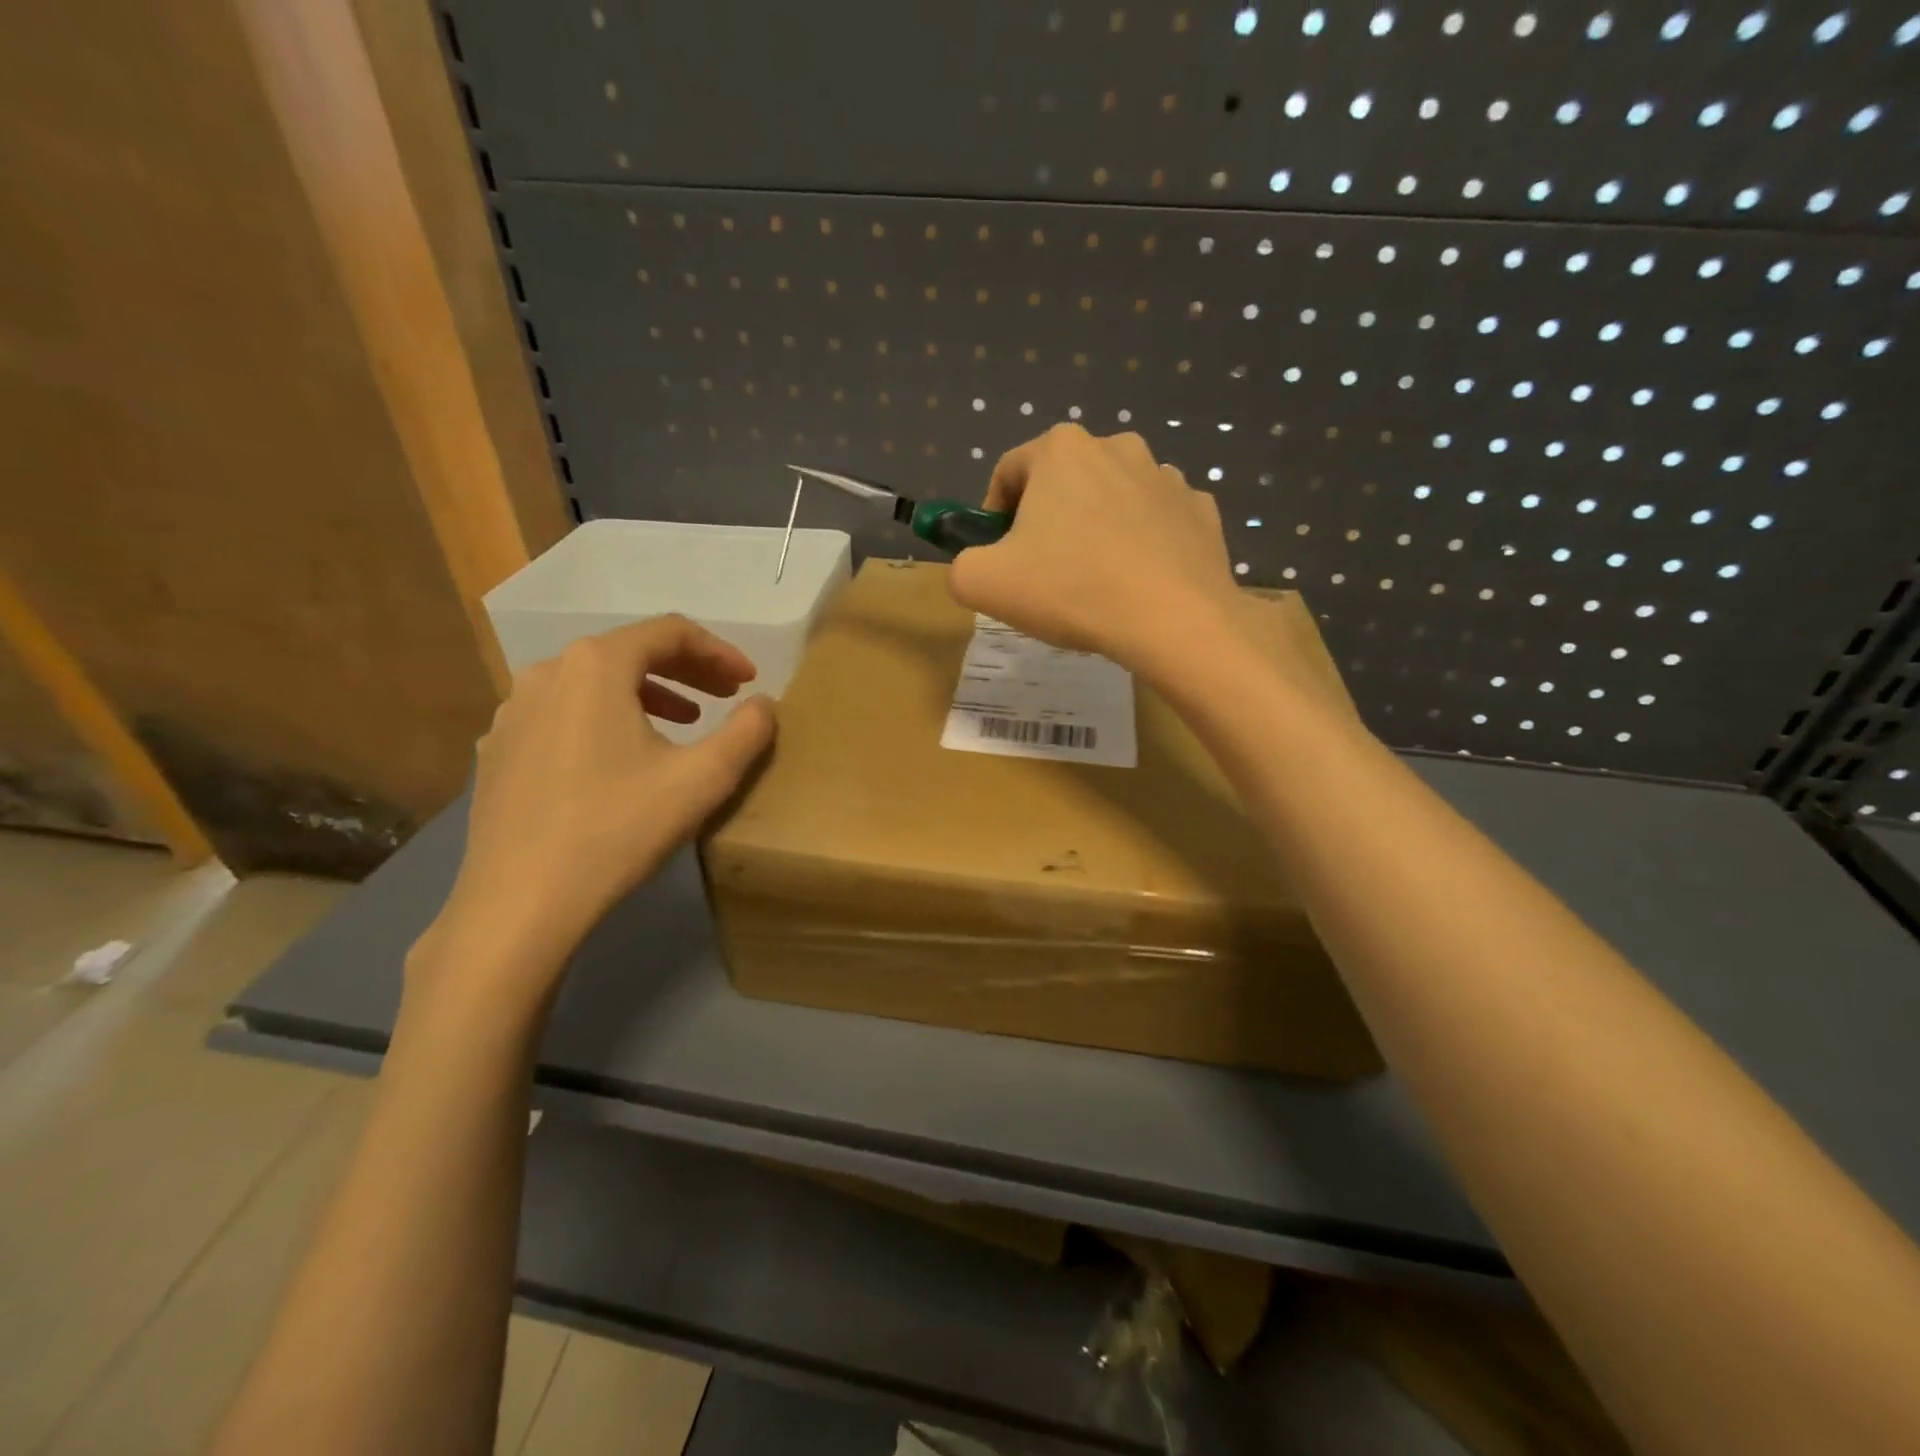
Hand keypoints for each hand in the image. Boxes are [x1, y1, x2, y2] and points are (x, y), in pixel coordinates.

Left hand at [418, 617, 774, 1008]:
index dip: (720, 651)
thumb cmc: (619, 828)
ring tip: (684, 724)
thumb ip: (747, 732)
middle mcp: (546, 672)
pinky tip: (623, 759)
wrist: (520, 902)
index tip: (750, 681)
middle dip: (687, 670)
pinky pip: (564, 714)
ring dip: (648, 694)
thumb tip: (763, 705)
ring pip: (594, 683)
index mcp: (595, 665)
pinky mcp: (499, 751)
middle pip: (630, 652)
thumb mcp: (704, 779)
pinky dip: (606, 719)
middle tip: (727, 697)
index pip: (670, 632)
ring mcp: (513, 712)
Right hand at [949, 424, 1245, 674]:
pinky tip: (1136, 584)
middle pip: (1063, 484)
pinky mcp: (1200, 511)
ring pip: (1112, 501)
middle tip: (1044, 574)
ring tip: (1094, 583)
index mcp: (1061, 450)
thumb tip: (977, 565)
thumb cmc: (1071, 589)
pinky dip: (1142, 545)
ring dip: (1096, 530)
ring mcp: (1166, 477)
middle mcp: (1117, 446)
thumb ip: (962, 565)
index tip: (999, 555)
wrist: (1173, 620)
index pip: (1009, 473)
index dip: (993, 515)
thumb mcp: (982, 584)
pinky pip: (1156, 523)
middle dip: (1048, 522)